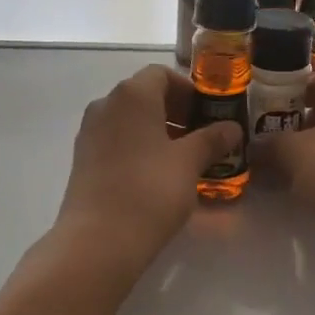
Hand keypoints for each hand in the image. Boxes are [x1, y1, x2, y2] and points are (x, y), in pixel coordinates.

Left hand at [53, 65, 242, 266]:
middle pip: (145, 95)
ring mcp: (89, 132)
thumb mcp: (189, 163)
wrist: (99, 239)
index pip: (162, 74)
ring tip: (183, 160)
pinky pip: (116, 140)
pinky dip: (138, 147)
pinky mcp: (82, 159)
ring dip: (157, 131)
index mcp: (132, 95)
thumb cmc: (150, 190)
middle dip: (175, 112)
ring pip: (130, 120)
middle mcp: (106, 104)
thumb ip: (212, 139)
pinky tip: (157, 175)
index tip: (208, 115)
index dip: (189, 91)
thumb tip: (231, 128)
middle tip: (201, 138)